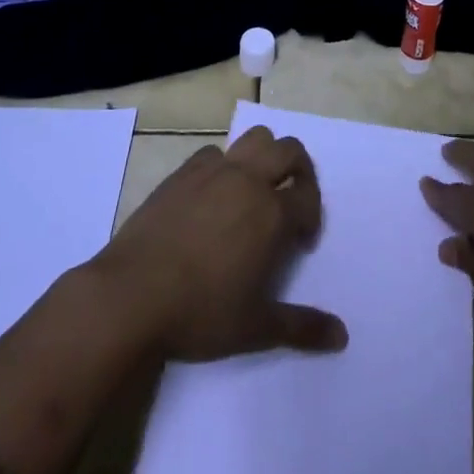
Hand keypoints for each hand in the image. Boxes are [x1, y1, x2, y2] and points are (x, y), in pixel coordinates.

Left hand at [91, 125, 347, 361]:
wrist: (131, 295)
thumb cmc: (199, 313)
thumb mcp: (256, 328)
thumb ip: (302, 327)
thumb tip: (342, 336)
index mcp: (272, 213)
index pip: (309, 196)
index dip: (312, 216)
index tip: (302, 241)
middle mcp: (248, 180)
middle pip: (289, 149)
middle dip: (300, 169)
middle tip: (292, 199)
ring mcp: (214, 170)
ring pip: (254, 137)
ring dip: (265, 155)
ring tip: (257, 188)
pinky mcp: (183, 171)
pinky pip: (214, 152)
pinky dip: (223, 165)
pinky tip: (212, 196)